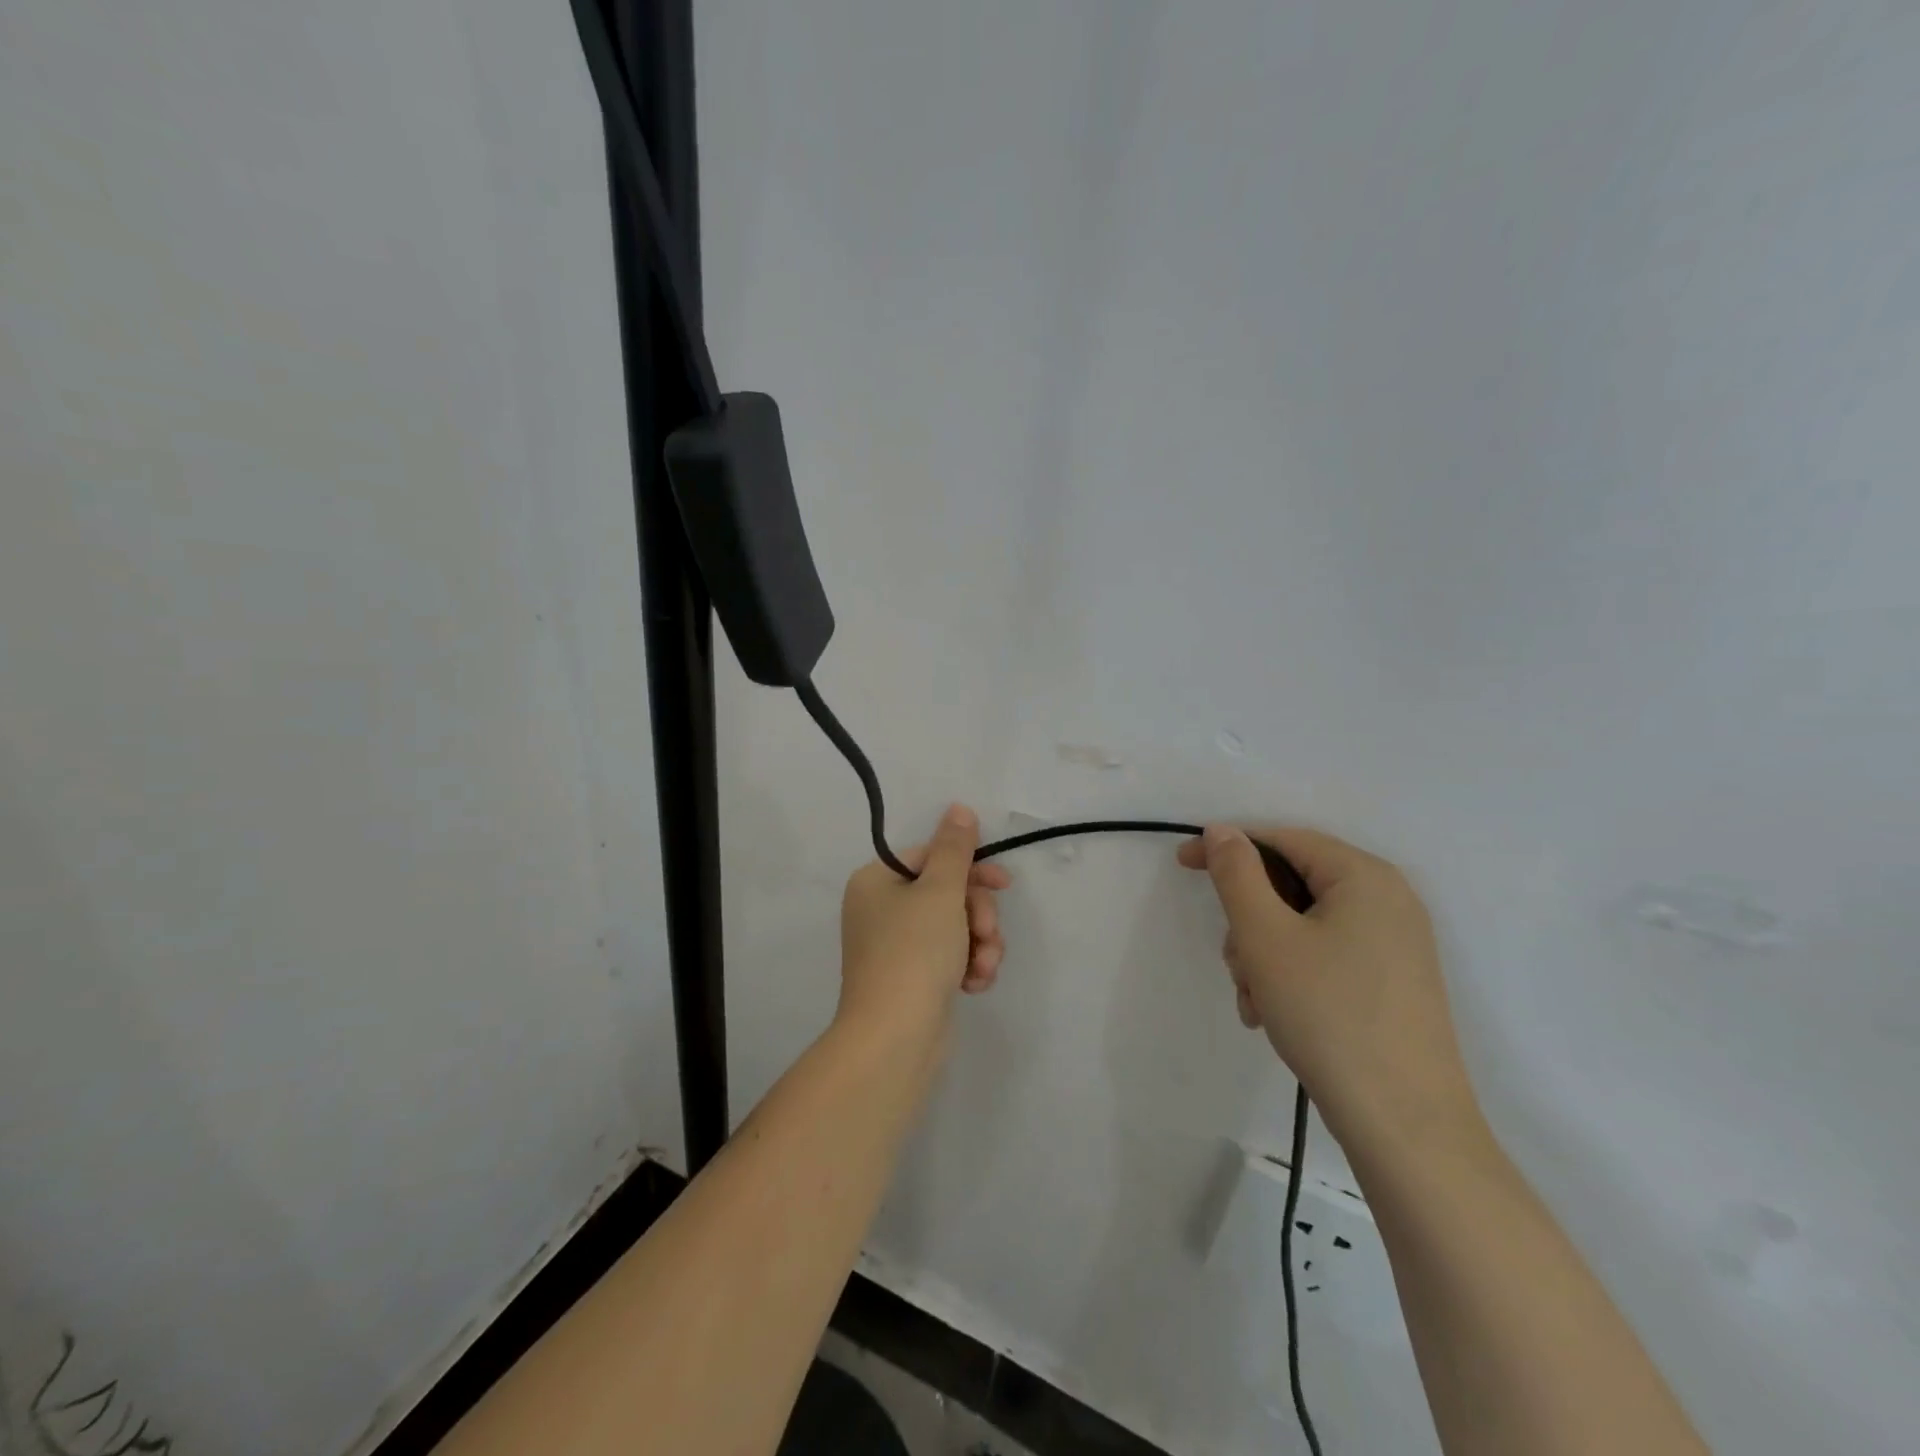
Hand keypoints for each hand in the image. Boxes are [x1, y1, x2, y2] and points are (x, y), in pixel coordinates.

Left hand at [837, 804, 1011, 1046]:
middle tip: (988, 934)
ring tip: (983, 966)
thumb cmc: (914, 952)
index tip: (1004, 884)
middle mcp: (880, 910)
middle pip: (946, 893)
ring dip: (980, 943)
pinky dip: (968, 966)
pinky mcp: (912, 980)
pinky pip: (949, 958)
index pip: (931, 858)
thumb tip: (959, 808)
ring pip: (955, 927)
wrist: (895, 1038)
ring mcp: (896, 948)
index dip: (971, 869)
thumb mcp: (940, 891)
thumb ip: (955, 849)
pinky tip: (976, 984)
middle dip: (978, 915)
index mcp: (876, 882)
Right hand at [1177, 824, 1484, 1159]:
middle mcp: (1388, 900)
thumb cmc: (1328, 1014)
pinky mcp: (1391, 982)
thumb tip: (1222, 831)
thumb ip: (1237, 874)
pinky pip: (1325, 954)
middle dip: (1249, 919)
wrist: (1405, 1124)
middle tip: (1233, 961)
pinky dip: (1290, 973)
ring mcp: (1394, 944)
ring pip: (1303, 923)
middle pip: (1292, 884)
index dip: (1228, 848)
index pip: (1282, 839)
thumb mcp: (1265, 936)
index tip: (1181, 865)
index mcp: (1364, 876)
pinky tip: (1274, 1013)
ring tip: (1255, 1000)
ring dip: (1264, 953)